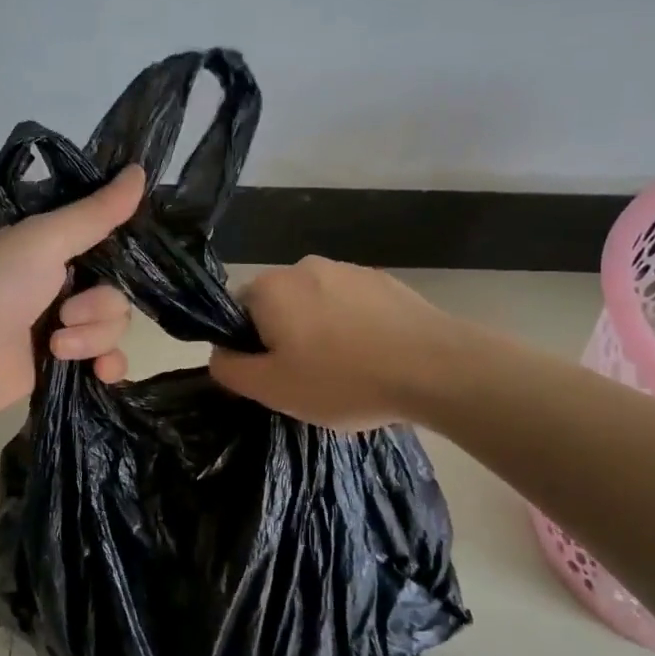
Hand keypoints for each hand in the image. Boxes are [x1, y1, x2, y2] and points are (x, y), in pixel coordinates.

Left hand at [0, 166, 146, 427]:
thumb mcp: (43, 239)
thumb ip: (94, 213)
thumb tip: (141, 170)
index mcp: (50, 249)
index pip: (104, 244)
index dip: (121, 253)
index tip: (134, 257)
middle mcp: (58, 286)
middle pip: (115, 291)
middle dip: (100, 306)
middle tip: (66, 313)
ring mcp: (60, 328)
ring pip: (112, 327)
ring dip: (93, 337)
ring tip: (56, 345)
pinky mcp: (61, 367)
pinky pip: (107, 362)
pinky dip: (107, 366)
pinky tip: (99, 372)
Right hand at [209, 255, 447, 430]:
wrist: (436, 367)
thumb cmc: (343, 379)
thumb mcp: (273, 389)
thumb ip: (231, 370)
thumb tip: (218, 353)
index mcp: (270, 288)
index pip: (237, 312)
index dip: (249, 346)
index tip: (273, 375)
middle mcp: (304, 266)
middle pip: (277, 305)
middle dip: (285, 338)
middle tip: (308, 378)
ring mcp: (348, 270)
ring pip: (316, 305)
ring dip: (320, 331)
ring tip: (347, 371)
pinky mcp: (384, 281)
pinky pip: (351, 305)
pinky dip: (353, 327)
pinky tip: (374, 357)